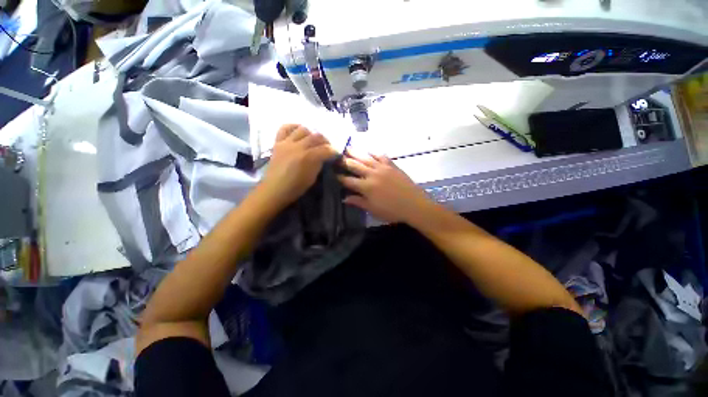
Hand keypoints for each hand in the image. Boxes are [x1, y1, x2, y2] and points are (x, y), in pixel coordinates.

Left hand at [260, 124, 335, 209]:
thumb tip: (323, 157)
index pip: (326, 149)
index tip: (336, 154)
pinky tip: (298, 131)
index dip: (334, 151)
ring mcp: (286, 143)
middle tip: (327, 147)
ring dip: (311, 134)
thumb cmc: (295, 187)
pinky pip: (285, 128)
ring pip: (303, 129)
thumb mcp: (312, 178)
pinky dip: (293, 127)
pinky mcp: (277, 142)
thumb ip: (318, 164)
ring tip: (313, 140)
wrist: (274, 189)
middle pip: (316, 136)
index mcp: (308, 158)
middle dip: (325, 141)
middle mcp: (298, 147)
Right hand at [339, 153, 432, 223]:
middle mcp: (372, 175)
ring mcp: (383, 168)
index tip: (333, 173)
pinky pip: (381, 156)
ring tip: (348, 147)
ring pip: (366, 158)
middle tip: (336, 155)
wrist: (414, 205)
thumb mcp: (373, 210)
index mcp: (366, 187)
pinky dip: (374, 152)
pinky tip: (369, 150)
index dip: (340, 177)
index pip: (348, 180)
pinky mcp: (392, 166)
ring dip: (356, 153)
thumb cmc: (392, 211)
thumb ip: (358, 202)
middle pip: (355, 165)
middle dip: (344, 161)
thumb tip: (344, 198)